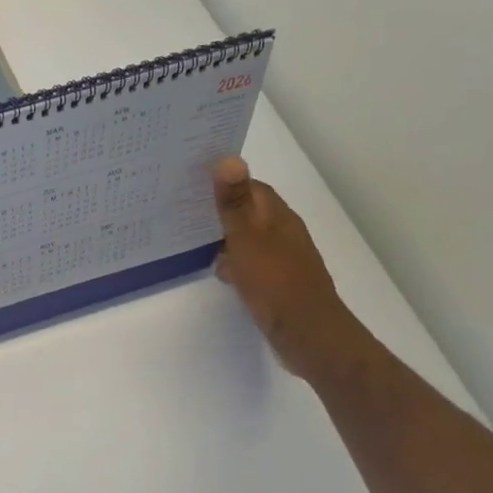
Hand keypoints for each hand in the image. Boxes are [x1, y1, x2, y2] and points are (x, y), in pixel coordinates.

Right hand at [212, 157, 367, 383]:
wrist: (307, 334)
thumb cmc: (275, 283)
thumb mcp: (247, 240)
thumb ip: (234, 203)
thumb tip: (227, 158)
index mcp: (278, 216)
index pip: (251, 186)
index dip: (225, 180)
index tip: (192, 179)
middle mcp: (283, 232)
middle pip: (249, 211)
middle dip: (222, 207)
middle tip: (184, 206)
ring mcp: (282, 258)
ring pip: (248, 237)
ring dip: (225, 236)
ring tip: (192, 235)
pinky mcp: (277, 282)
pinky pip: (250, 262)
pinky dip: (233, 261)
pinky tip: (218, 270)